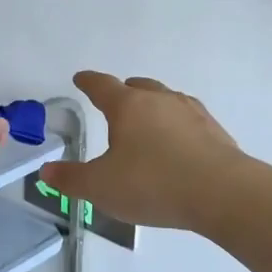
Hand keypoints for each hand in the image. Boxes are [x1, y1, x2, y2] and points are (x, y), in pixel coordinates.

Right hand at [39, 72, 247, 233]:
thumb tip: (47, 171)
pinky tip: (179, 145)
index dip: (88, 82)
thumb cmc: (153, 184)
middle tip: (116, 101)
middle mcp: (160, 100)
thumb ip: (72, 179)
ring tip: (147, 124)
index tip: (81, 78)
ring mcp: (192, 113)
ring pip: (167, 100)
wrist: (224, 193)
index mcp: (128, 106)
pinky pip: (189, 121)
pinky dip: (178, 127)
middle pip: (138, 86)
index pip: (102, 86)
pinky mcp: (215, 132)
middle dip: (124, 91)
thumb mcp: (101, 188)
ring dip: (154, 107)